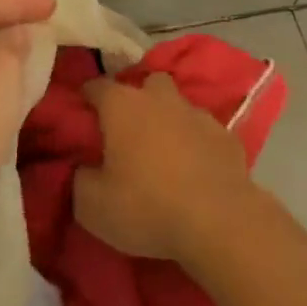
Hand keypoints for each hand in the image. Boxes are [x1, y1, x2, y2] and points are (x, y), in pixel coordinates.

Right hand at [74, 73, 260, 264]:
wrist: (219, 222)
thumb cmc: (147, 207)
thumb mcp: (92, 205)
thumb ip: (80, 178)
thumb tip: (83, 167)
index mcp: (122, 105)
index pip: (95, 85)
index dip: (86, 99)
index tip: (81, 117)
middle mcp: (159, 98)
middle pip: (145, 83)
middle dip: (137, 99)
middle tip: (128, 132)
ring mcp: (197, 114)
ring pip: (178, 104)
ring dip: (169, 120)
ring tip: (165, 151)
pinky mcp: (227, 136)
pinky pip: (204, 131)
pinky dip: (197, 142)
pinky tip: (196, 168)